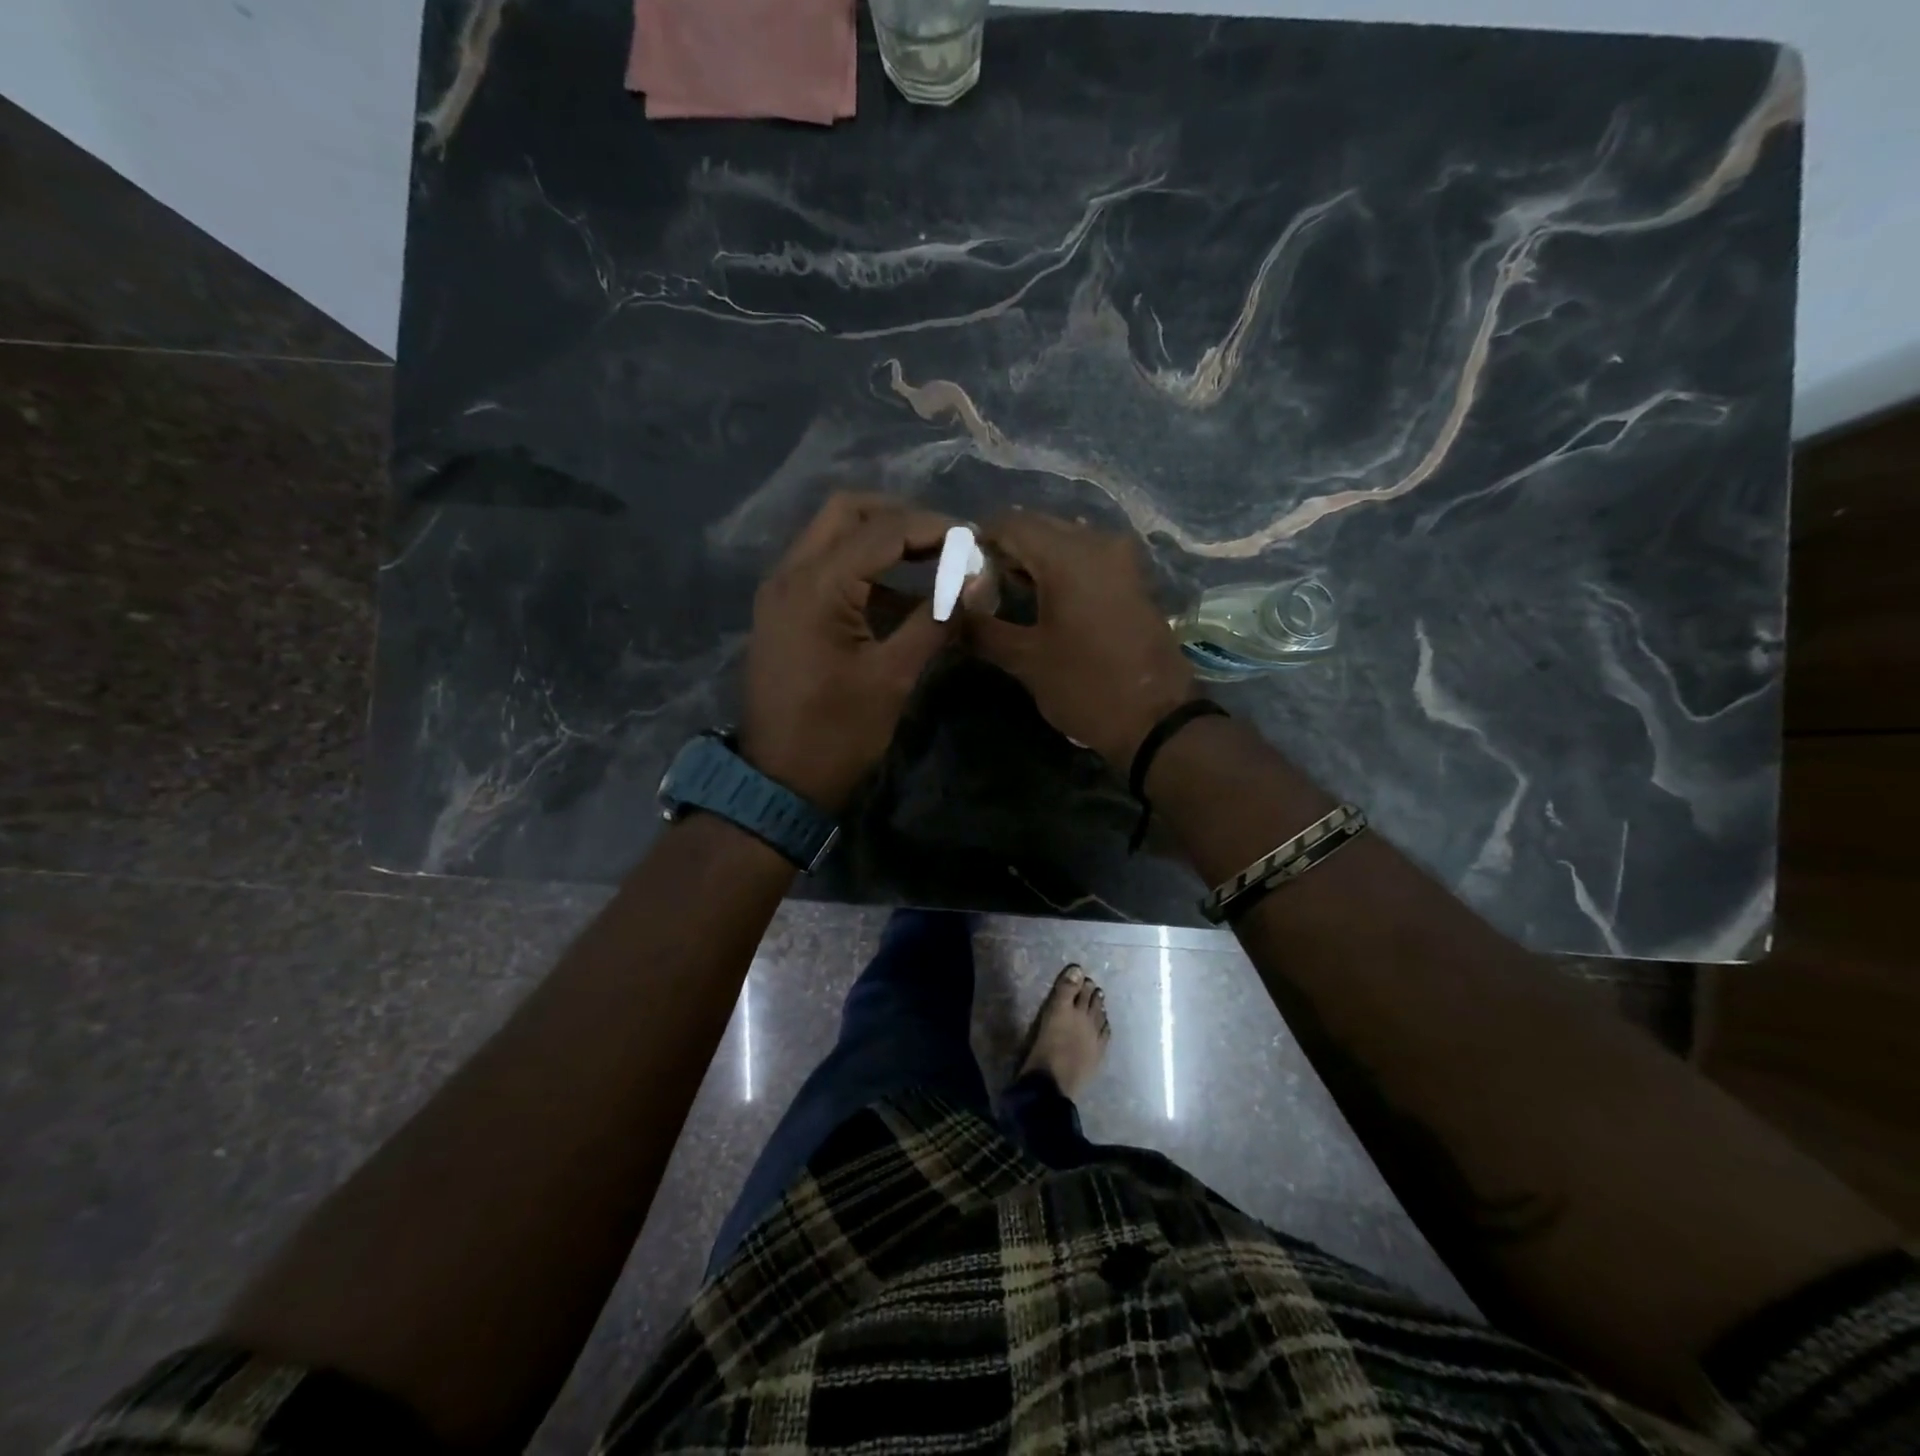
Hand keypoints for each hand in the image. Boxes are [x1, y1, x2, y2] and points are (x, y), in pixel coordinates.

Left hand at [740, 494, 956, 813]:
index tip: (976, 542)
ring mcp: (780, 590)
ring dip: (880, 540)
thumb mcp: (893, 677)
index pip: (883, 529)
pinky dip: (861, 569)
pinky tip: (898, 598)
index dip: (935, 529)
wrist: (778, 782)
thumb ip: (935, 620)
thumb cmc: (837, 734)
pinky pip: (823, 568)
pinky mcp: (782, 611)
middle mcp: (789, 573)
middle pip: (848, 511)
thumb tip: (977, 582)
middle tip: (947, 542)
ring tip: (932, 563)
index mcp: (816, 586)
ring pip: (832, 535)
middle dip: (902, 518)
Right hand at [967, 511, 1197, 771]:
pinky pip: (1086, 556)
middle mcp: (1097, 542)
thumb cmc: (1086, 687)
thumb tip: (952, 611)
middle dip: (1006, 550)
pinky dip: (1061, 568)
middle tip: (982, 587)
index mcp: (1068, 556)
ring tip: (1011, 595)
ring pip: (1064, 539)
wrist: (1157, 719)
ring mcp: (1121, 557)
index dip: (978, 541)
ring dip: (1034, 559)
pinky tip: (1046, 600)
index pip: (1010, 524)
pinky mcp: (1133, 576)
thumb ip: (982, 628)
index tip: (960, 572)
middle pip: (1038, 526)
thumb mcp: (1026, 661)